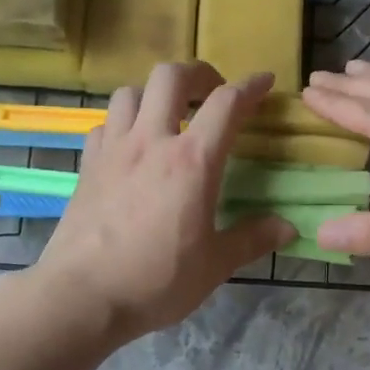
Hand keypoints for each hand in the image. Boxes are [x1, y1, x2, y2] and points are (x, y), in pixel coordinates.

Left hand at [36, 63, 291, 341]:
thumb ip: (252, 240)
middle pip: (171, 77)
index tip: (265, 81)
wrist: (81, 296)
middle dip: (198, 74)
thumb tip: (289, 228)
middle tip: (212, 91)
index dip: (251, 86)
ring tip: (168, 114)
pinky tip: (130, 145)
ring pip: (130, 92)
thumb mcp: (214, 265)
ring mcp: (114, 150)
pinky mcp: (87, 165)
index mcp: (192, 161)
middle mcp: (152, 142)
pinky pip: (105, 124)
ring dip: (154, 93)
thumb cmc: (155, 281)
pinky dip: (122, 122)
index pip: (227, 104)